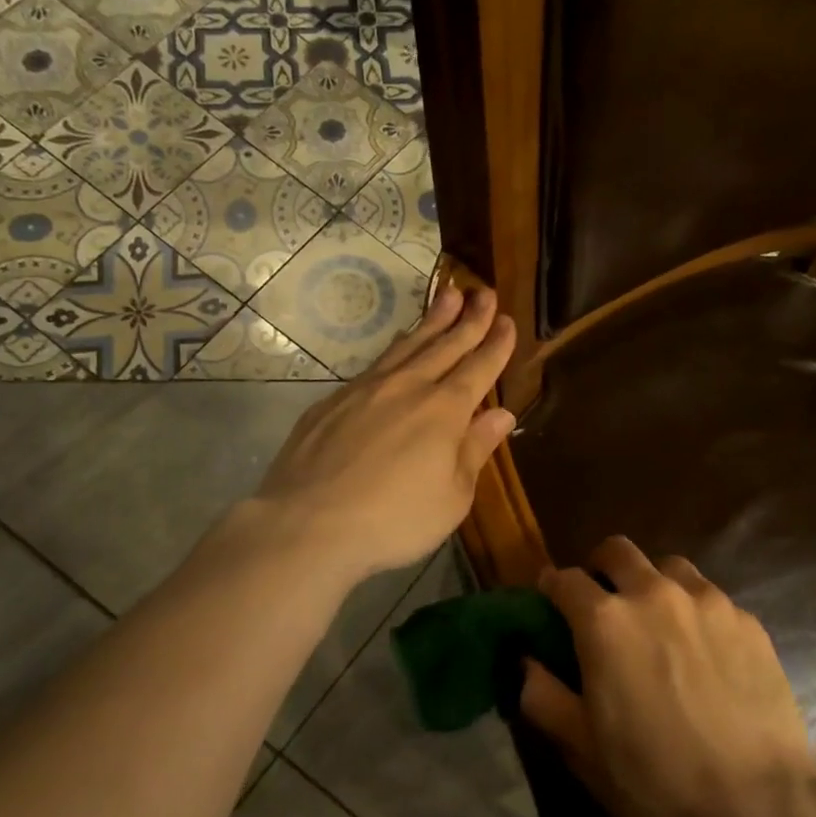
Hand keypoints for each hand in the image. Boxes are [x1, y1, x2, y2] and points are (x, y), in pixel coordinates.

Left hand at [247, 285, 517, 584]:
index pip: (478, 368)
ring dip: (433, 320)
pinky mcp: (334, 400)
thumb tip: (502, 414)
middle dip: (469, 319)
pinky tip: (399, 340)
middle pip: (445, 345)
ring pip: (408, 344)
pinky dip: (396, 346)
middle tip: (485, 292)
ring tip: (449, 295)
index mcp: (444, 411)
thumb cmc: (394, 519)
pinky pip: (376, 362)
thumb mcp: (452, 496)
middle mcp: (408, 388)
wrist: (308, 523)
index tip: (507, 320)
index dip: (496, 344)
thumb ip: (476, 450)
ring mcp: (367, 389)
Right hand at [519, 537, 815, 816]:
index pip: (564, 579)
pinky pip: (711, 598)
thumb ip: (542, 694)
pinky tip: (704, 653)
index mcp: (605, 621)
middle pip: (617, 551)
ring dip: (651, 583)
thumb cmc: (654, 781)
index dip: (551, 588)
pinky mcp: (748, 620)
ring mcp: (707, 601)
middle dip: (600, 568)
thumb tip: (527, 661)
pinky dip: (695, 611)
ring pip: (668, 567)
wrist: (756, 807)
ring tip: (657, 623)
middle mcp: (654, 594)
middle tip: (601, 603)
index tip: (550, 602)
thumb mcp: (580, 747)